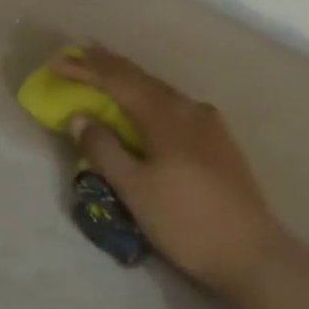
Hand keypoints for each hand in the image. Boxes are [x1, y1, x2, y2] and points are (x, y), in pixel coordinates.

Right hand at [54, 46, 289, 298]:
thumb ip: (105, 149)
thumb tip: (80, 117)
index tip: (57, 63)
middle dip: (108, 66)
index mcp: (166, 116)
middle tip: (78, 55)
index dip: (86, 69)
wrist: (252, 252)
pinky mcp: (219, 141)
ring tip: (105, 76)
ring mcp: (209, 124)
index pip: (119, 80)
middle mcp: (190, 109)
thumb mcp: (135, 189)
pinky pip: (174, 107)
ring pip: (160, 91)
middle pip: (142, 78)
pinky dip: (149, 99)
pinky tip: (144, 109)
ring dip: (130, 81)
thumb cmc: (186, 221)